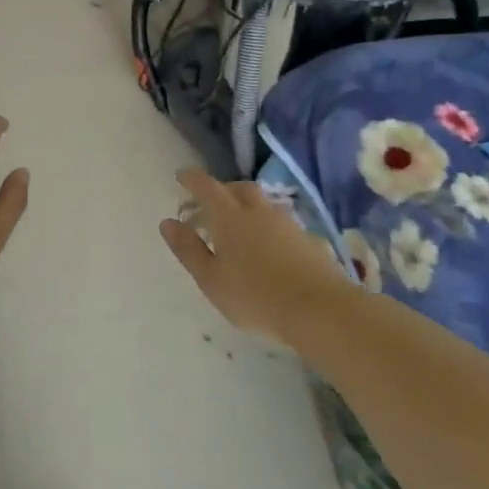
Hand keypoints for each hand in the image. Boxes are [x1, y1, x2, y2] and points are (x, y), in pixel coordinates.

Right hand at [159, 169, 350, 345]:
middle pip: (240, 188)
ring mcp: (289, 225)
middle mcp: (260, 213)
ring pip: (265, 205)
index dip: (192, 179)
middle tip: (211, 204)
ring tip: (241, 227)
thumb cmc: (254, 297)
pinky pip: (286, 226)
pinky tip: (273, 250)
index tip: (182, 176)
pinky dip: (272, 230)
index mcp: (229, 218)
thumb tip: (168, 222)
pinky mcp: (311, 242)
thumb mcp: (210, 279)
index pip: (207, 187)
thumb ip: (188, 249)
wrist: (320, 311)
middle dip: (223, 190)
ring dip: (249, 208)